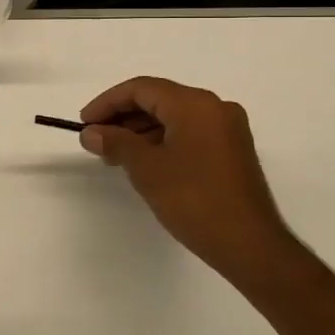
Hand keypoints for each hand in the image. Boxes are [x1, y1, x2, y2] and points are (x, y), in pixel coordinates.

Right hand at [79, 77, 301, 290]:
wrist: (250, 246)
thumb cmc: (194, 201)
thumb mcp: (147, 169)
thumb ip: (116, 143)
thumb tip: (90, 133)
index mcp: (195, 104)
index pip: (142, 89)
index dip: (107, 103)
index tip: (84, 123)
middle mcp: (214, 108)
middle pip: (159, 99)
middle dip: (123, 116)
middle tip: (95, 139)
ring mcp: (227, 129)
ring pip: (173, 116)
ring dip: (140, 130)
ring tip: (114, 154)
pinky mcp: (231, 150)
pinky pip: (189, 132)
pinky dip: (162, 140)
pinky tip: (143, 161)